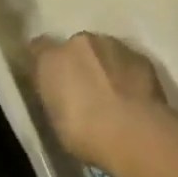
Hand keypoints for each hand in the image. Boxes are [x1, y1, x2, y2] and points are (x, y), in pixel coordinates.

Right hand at [29, 32, 173, 171]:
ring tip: (111, 95)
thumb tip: (58, 92)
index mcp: (51, 59)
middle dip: (77, 64)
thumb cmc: (85, 133)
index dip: (42, 62)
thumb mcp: (55, 120)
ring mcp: (113, 45)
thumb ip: (54, 96)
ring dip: (103, 66)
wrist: (135, 132)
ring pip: (102, 51)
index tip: (47, 79)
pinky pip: (126, 61)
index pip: (37, 48)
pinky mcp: (140, 55)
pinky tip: (131, 96)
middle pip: (74, 48)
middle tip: (83, 91)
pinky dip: (125, 73)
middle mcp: (80, 42)